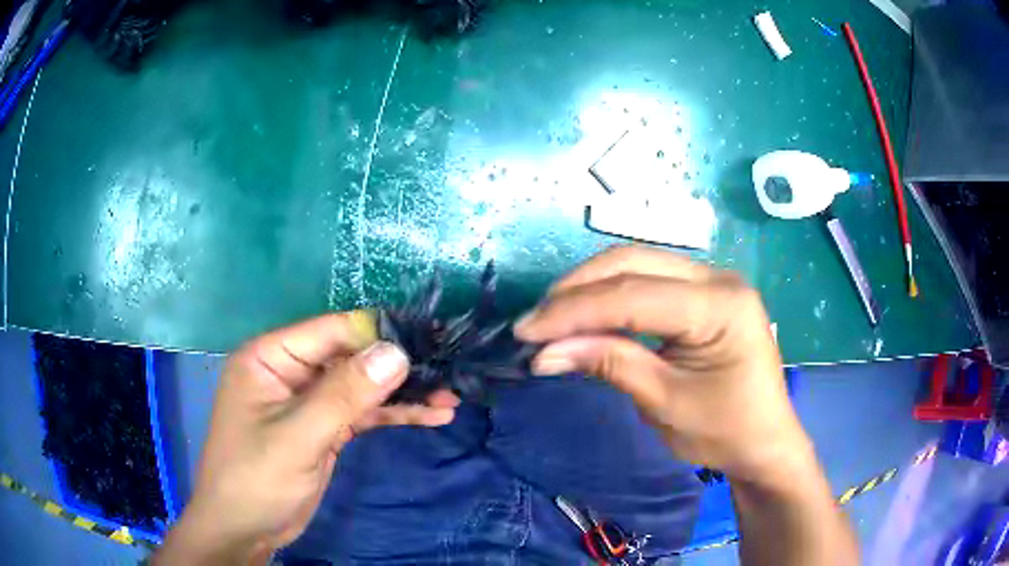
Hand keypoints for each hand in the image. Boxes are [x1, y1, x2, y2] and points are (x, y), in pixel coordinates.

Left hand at [156, 311, 458, 564]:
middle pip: (351, 357)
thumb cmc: (255, 479)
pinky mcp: (323, 428)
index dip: (378, 334)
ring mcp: (308, 401)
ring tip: (449, 399)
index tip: (429, 342)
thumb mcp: (297, 437)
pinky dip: (392, 414)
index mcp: (271, 357)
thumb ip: (344, 395)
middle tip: (448, 372)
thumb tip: (396, 352)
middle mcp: (290, 371)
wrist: (244, 530)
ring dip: (402, 394)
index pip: (331, 331)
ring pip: (361, 387)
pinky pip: (361, 413)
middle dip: (397, 368)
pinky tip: (429, 416)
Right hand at [514, 247, 811, 484]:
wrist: (764, 442)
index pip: (632, 296)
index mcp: (719, 306)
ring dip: (589, 287)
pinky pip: (649, 278)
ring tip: (552, 316)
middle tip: (534, 322)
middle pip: (632, 263)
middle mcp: (718, 277)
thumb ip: (608, 363)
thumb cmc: (723, 431)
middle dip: (576, 291)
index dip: (573, 311)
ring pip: (637, 263)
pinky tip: (587, 310)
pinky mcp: (703, 291)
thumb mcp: (664, 402)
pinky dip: (611, 293)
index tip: (526, 331)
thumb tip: (544, 352)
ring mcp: (713, 279)